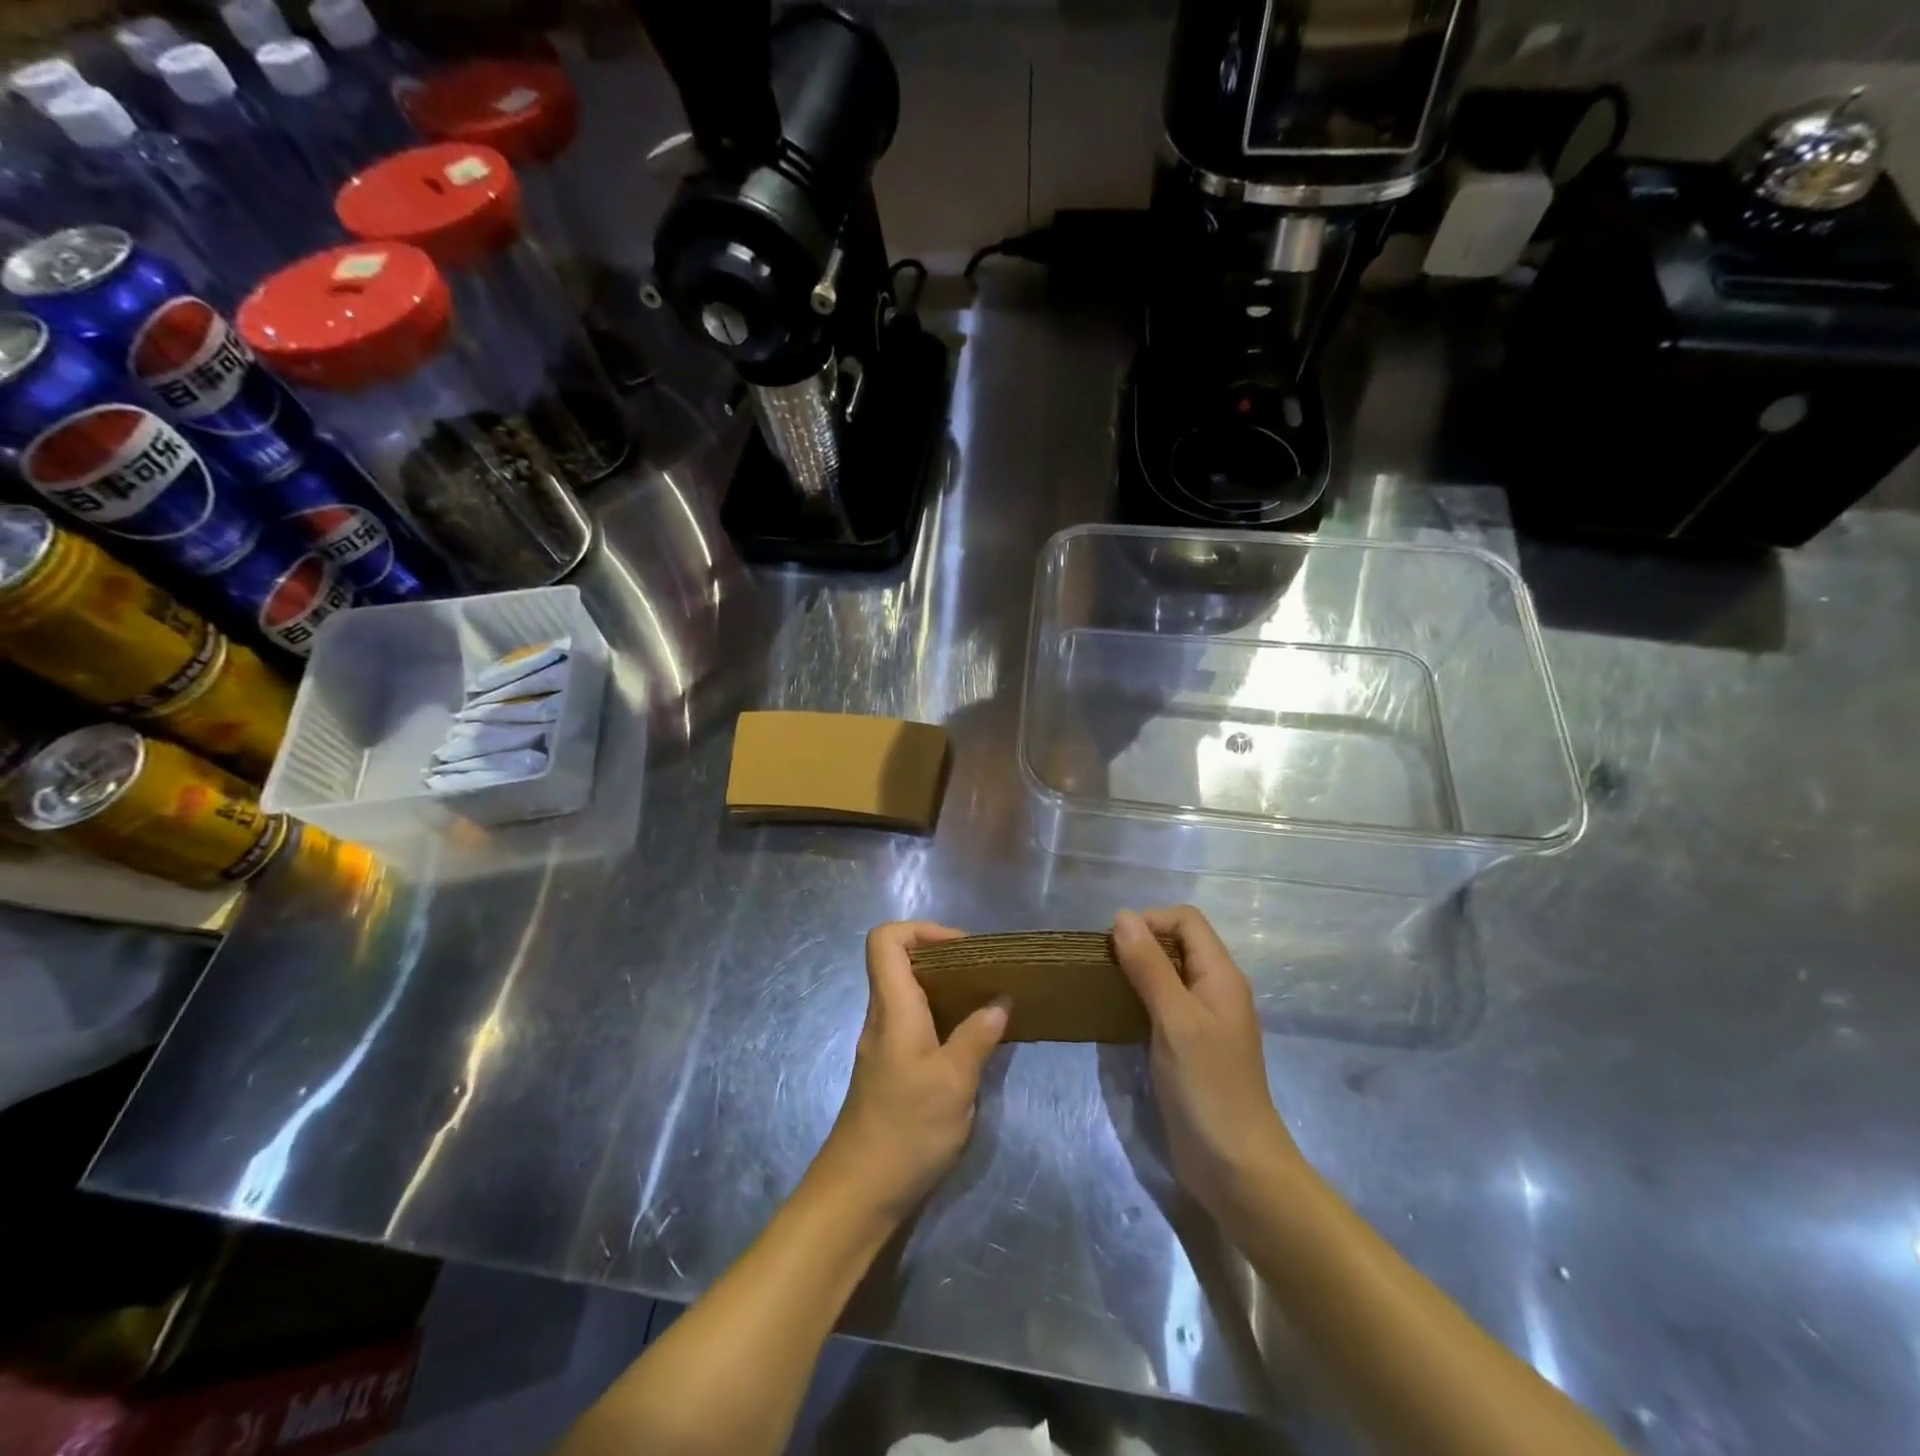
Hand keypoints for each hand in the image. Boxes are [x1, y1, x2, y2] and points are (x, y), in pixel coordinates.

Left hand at [810, 922, 1008, 1225]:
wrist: (859, 1194)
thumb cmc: (905, 1130)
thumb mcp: (954, 1082)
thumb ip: (978, 1036)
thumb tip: (1000, 1000)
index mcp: (893, 1008)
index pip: (885, 940)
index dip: (921, 930)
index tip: (963, 948)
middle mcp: (883, 1017)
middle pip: (900, 961)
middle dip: (945, 957)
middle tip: (986, 975)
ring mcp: (885, 1043)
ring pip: (910, 993)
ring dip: (948, 989)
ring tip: (988, 1002)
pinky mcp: (892, 1068)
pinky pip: (916, 1022)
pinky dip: (944, 1018)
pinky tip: (973, 1041)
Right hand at [1112, 907, 1302, 1225]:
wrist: (1236, 1168)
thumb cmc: (1208, 1087)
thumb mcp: (1175, 1019)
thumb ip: (1149, 966)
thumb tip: (1122, 916)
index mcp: (1221, 975)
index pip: (1186, 920)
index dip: (1151, 921)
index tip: (1116, 945)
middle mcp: (1216, 990)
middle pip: (1178, 943)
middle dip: (1140, 944)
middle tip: (1105, 967)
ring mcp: (1204, 1021)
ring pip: (1169, 974)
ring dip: (1138, 972)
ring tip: (1106, 987)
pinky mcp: (1191, 1047)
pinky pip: (1165, 1005)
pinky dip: (1141, 1000)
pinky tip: (1119, 1017)